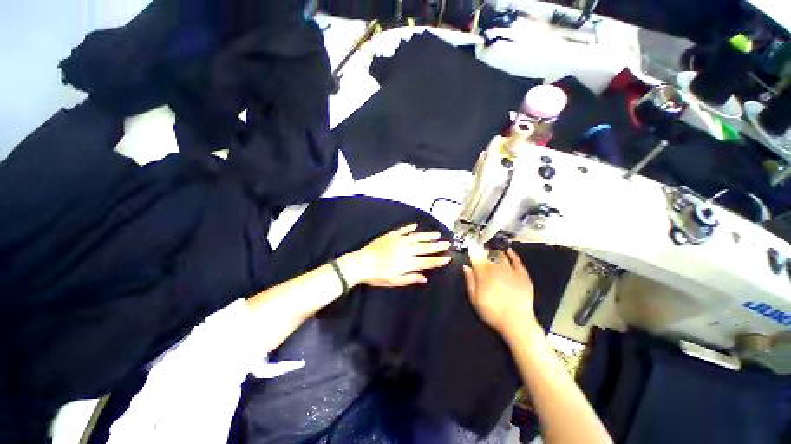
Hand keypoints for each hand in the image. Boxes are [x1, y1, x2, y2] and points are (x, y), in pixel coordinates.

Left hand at [344, 223, 451, 287]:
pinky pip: (402, 230)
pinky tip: (415, 225)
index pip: (426, 261)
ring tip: (437, 234)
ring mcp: (398, 240)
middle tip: (447, 243)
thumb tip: (424, 277)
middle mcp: (405, 250)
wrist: (360, 263)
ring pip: (416, 237)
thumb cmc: (377, 275)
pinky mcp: (390, 235)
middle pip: (424, 247)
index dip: (438, 260)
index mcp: (406, 262)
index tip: (448, 257)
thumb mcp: (394, 281)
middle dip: (437, 246)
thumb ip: (410, 278)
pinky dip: (409, 228)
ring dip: (427, 235)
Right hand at [463, 245, 539, 337]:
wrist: (516, 322)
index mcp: (483, 273)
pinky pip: (516, 260)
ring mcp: (510, 270)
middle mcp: (496, 268)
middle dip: (483, 250)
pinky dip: (512, 254)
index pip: (476, 257)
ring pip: (501, 255)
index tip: (470, 245)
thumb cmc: (492, 311)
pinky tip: (508, 250)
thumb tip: (466, 266)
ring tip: (491, 248)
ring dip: (495, 250)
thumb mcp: (474, 299)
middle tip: (480, 248)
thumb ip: (469, 281)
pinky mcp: (522, 274)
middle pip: (488, 254)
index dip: (472, 250)